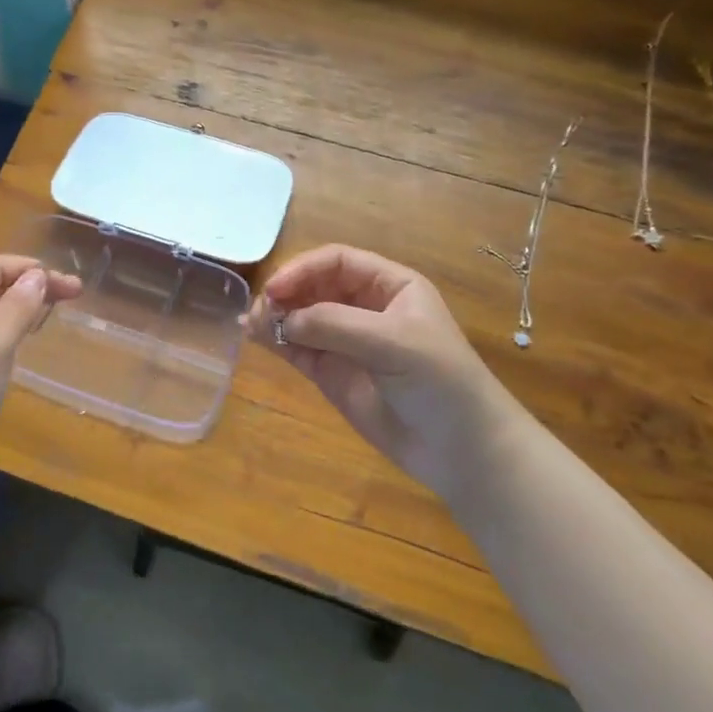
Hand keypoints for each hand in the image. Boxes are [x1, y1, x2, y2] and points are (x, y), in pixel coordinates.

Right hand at [248, 245, 507, 497]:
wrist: (461, 450)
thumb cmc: (439, 381)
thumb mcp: (393, 342)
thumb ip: (334, 324)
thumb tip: (279, 319)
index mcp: (390, 286)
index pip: (337, 262)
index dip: (303, 269)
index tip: (276, 289)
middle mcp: (365, 307)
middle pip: (313, 285)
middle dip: (286, 292)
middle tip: (261, 310)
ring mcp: (346, 341)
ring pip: (300, 316)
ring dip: (274, 315)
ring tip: (251, 325)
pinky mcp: (332, 373)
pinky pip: (297, 347)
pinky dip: (274, 340)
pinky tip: (254, 336)